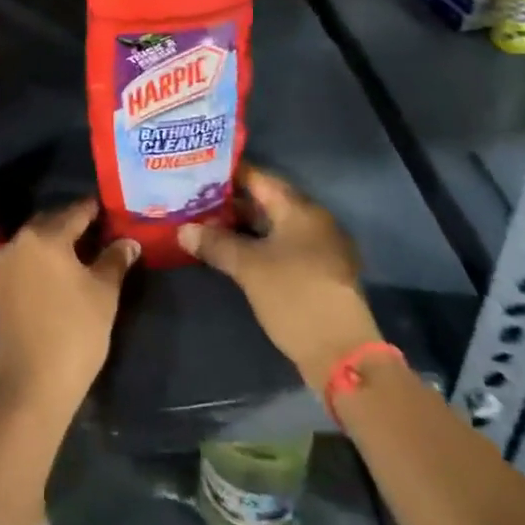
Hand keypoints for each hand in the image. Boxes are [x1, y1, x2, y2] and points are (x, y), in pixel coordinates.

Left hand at [0, 201, 139, 421]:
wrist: (29, 388)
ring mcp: (4, 266)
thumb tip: (128, 241)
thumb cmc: (73, 334)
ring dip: (60, 243)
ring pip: (37, 242)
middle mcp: (18, 242)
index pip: (76, 211)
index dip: (97, 210)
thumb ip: (115, 260)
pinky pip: (27, 261)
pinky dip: (45, 261)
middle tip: (104, 232)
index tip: (114, 211)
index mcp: (44, 235)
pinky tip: (64, 274)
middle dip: (77, 224)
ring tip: (88, 254)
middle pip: (53, 222)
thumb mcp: (104, 294)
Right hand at [179, 165, 382, 389]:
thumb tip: (183, 230)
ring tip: (204, 225)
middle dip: (230, 202)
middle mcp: (312, 221)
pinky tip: (230, 253)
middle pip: (265, 201)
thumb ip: (216, 244)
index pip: (258, 177)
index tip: (197, 172)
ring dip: (242, 226)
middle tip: (194, 200)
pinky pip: (281, 247)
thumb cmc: (295, 296)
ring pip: (272, 226)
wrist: (341, 353)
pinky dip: (257, 245)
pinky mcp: (316, 273)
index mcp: (299, 209)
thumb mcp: (249, 267)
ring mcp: (317, 248)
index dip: (227, 173)